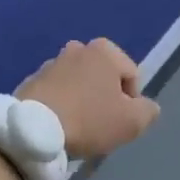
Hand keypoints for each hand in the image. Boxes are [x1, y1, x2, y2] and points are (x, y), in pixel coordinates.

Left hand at [18, 38, 159, 159]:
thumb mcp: (131, 122)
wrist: (32, 131)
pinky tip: (57, 127)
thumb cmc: (88, 120)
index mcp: (105, 50)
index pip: (132, 77)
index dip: (131, 103)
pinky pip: (56, 94)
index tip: (119, 123)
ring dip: (82, 102)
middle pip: (104, 78)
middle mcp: (78, 48)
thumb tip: (148, 107)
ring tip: (76, 129)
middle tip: (100, 126)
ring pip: (79, 85)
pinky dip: (60, 106)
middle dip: (105, 99)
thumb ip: (148, 111)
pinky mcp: (31, 80)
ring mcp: (51, 63)